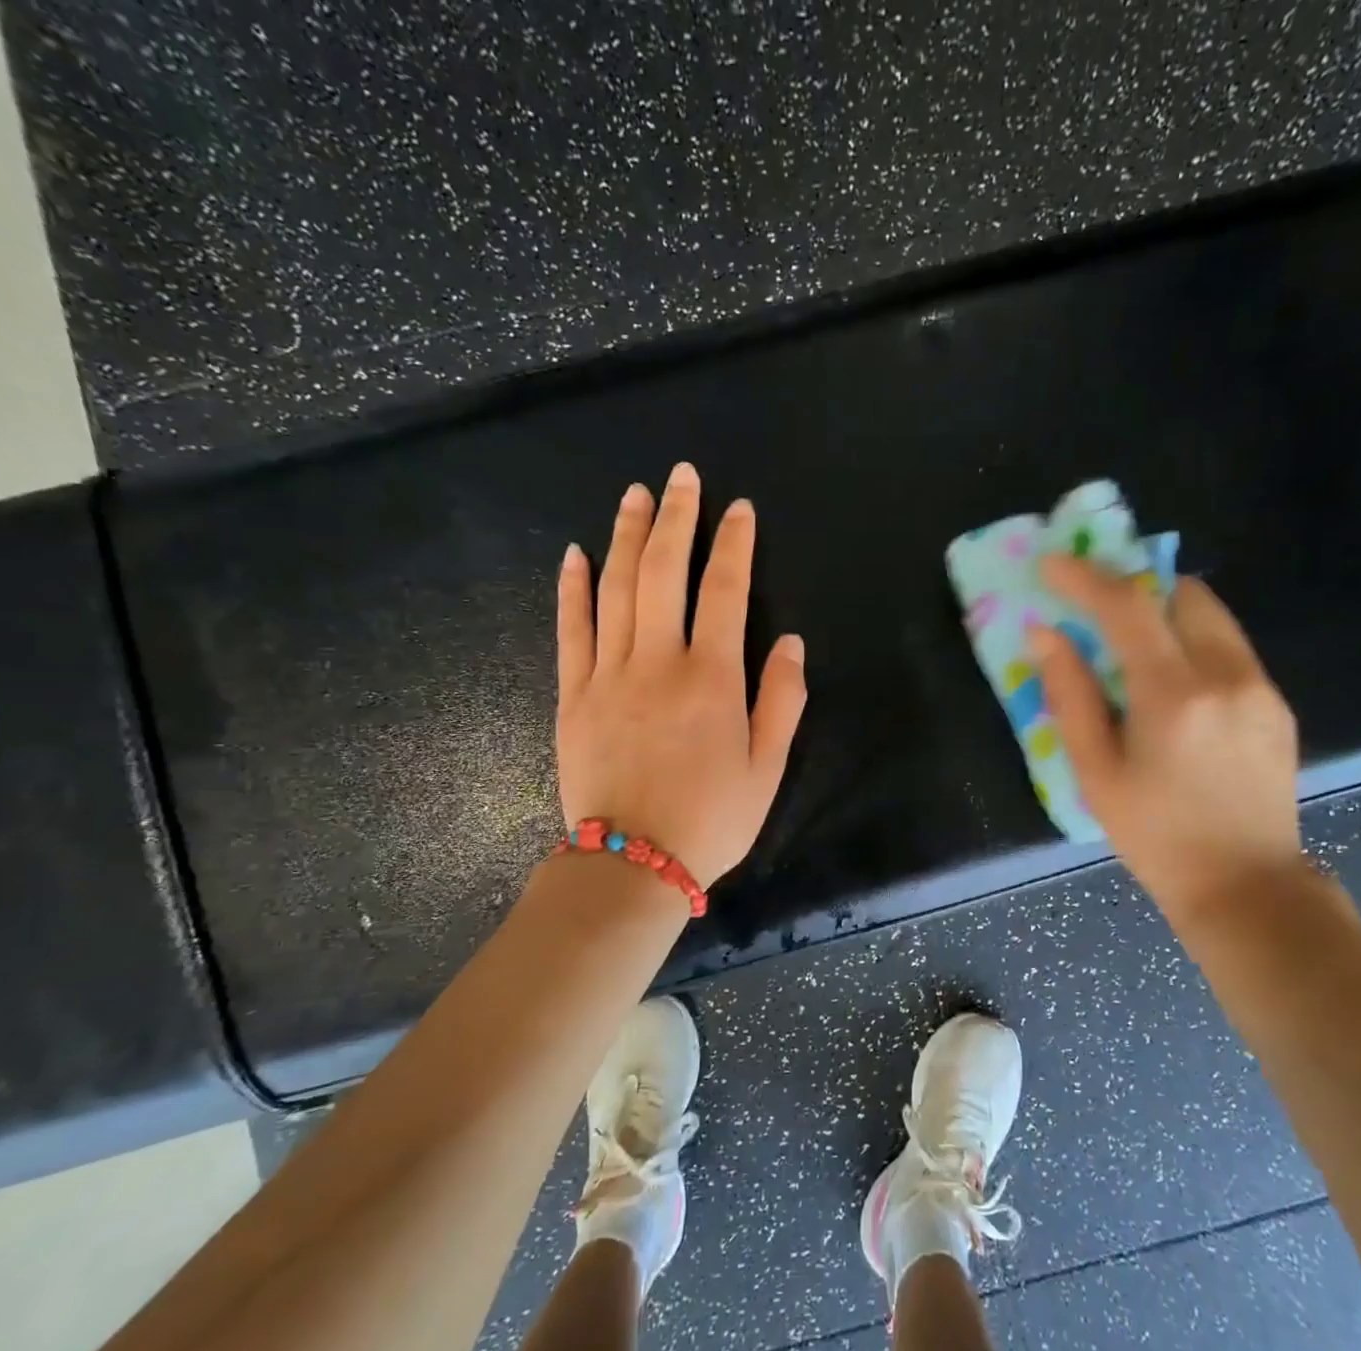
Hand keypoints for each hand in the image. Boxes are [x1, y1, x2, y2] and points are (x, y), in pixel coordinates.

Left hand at [554, 463, 806, 887]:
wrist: (632, 863)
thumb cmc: (711, 819)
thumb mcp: (767, 768)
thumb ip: (781, 701)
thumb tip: (790, 643)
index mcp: (712, 679)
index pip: (726, 592)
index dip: (734, 546)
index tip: (739, 510)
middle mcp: (659, 662)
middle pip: (665, 572)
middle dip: (677, 519)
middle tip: (682, 477)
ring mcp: (608, 674)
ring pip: (617, 588)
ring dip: (627, 536)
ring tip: (635, 495)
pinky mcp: (573, 694)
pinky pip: (571, 629)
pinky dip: (573, 588)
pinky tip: (576, 554)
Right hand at [1028, 558, 1306, 937]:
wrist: (1245, 886)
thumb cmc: (1155, 836)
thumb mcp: (1096, 773)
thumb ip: (1071, 696)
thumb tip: (1046, 635)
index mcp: (1174, 696)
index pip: (1128, 607)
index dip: (1085, 578)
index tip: (1052, 565)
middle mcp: (1227, 676)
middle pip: (1182, 594)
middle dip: (1135, 589)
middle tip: (1097, 611)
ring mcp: (1261, 688)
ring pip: (1212, 617)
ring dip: (1167, 616)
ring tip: (1133, 652)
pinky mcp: (1277, 705)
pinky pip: (1230, 649)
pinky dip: (1193, 646)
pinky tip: (1174, 693)